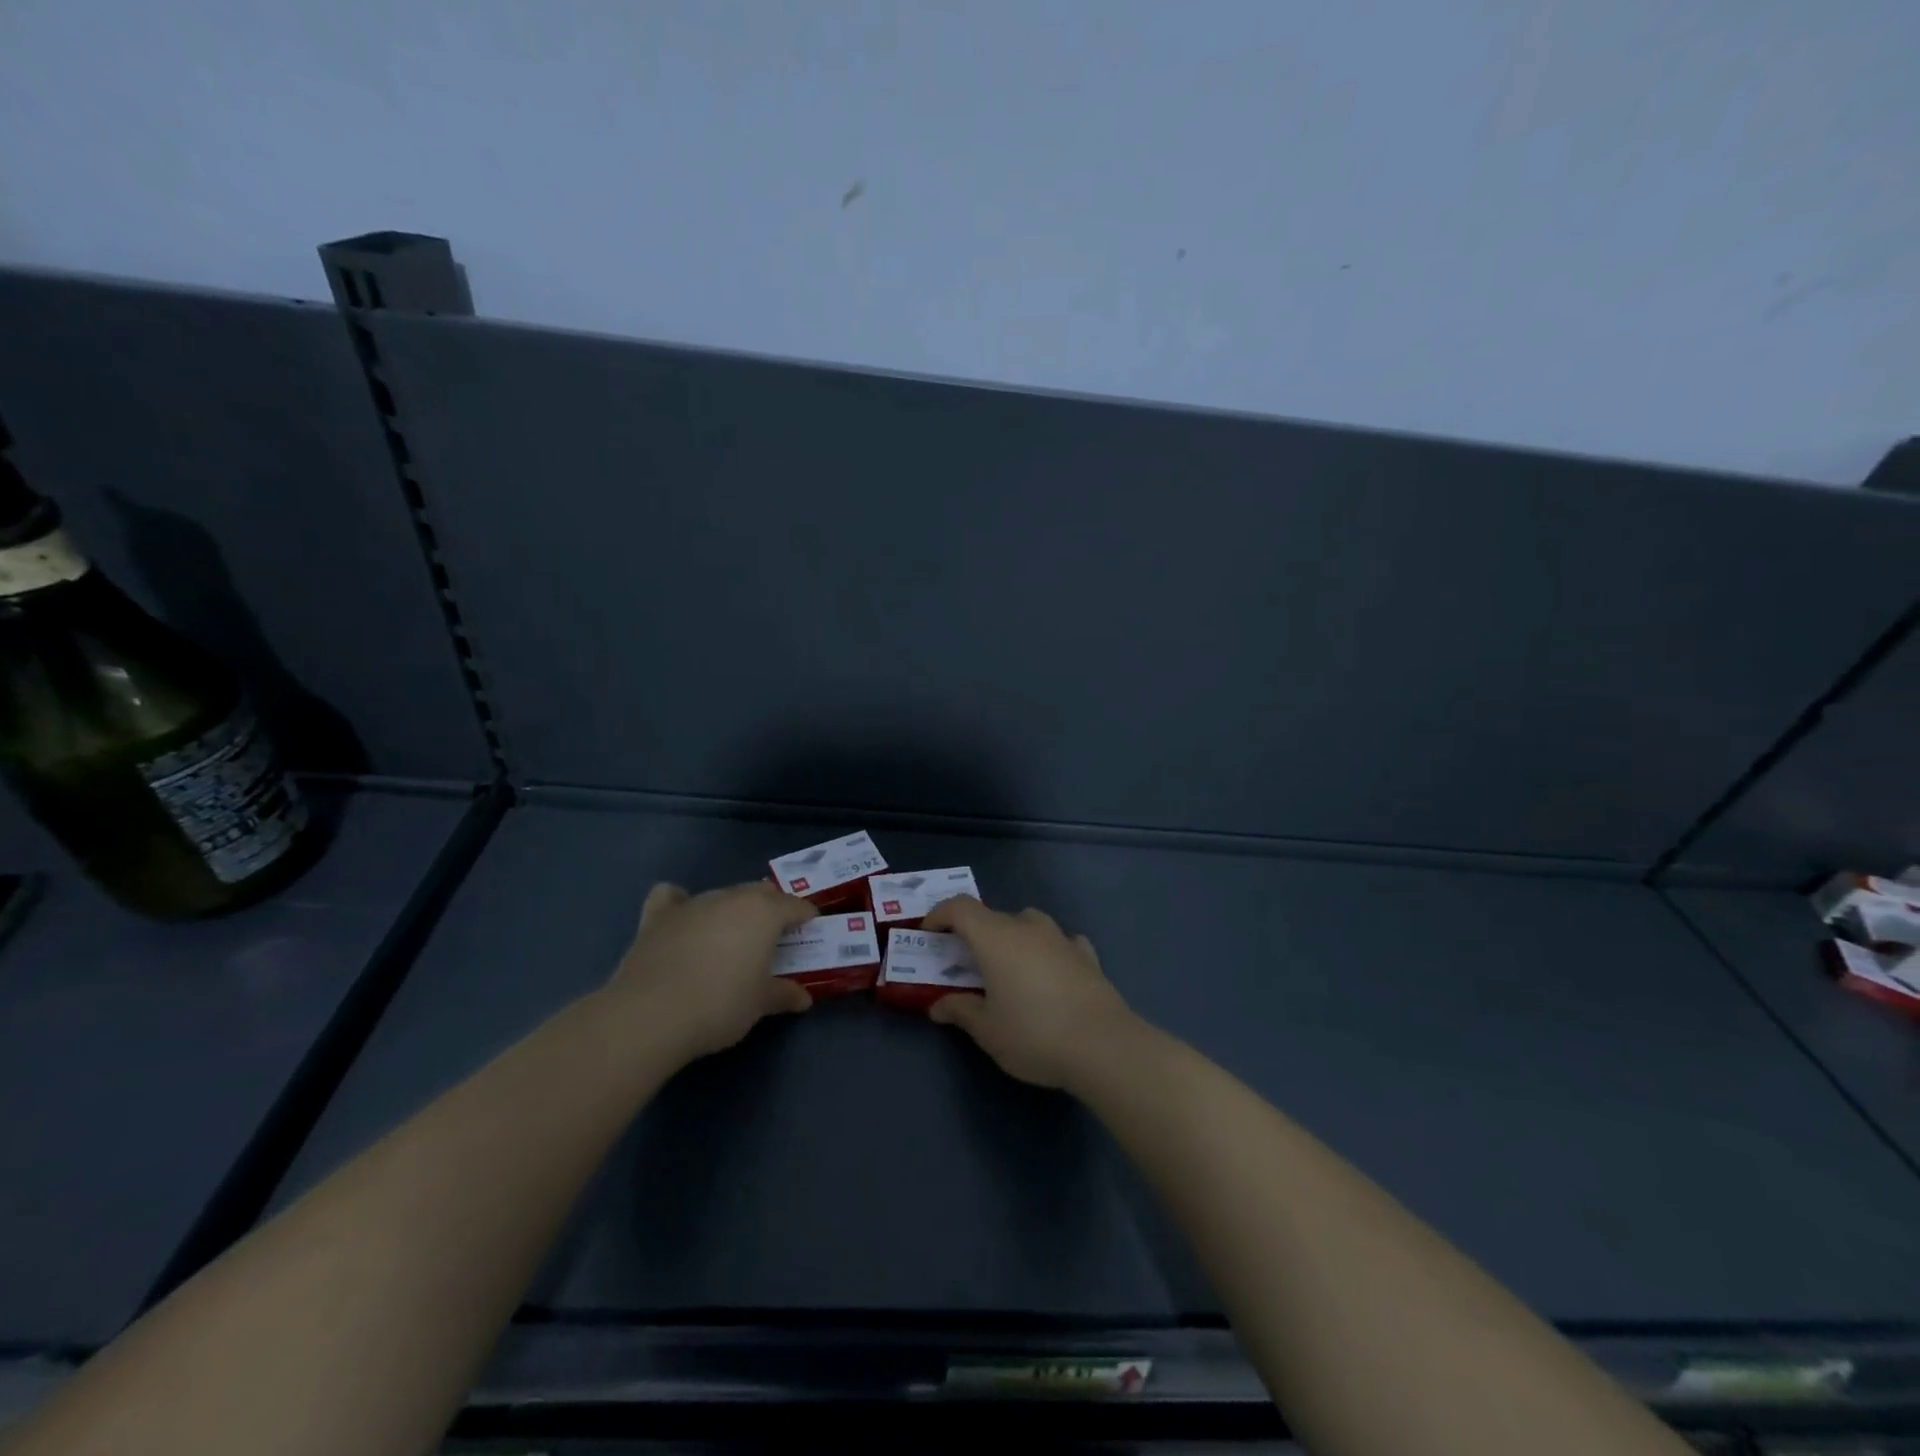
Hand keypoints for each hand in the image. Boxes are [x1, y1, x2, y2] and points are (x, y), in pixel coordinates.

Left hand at [607, 881, 816, 1060]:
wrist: (651, 1014)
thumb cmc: (720, 1005)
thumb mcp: (760, 1004)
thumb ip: (783, 994)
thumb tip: (803, 998)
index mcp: (764, 912)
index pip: (795, 905)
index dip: (806, 916)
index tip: (810, 930)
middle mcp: (731, 897)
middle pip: (760, 893)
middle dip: (771, 909)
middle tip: (774, 937)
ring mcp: (693, 903)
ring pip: (723, 895)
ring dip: (732, 910)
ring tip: (731, 938)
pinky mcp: (658, 916)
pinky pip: (673, 897)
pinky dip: (680, 903)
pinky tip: (682, 919)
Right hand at [919, 897, 1139, 1089]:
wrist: (1103, 1045)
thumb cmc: (1034, 1034)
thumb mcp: (987, 1030)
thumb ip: (960, 1011)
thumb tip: (938, 1006)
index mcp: (996, 938)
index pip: (961, 908)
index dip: (940, 914)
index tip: (928, 933)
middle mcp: (1027, 927)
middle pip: (993, 916)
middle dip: (974, 933)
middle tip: (965, 962)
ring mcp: (1061, 938)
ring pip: (1028, 923)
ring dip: (1013, 937)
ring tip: (1009, 966)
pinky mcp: (1087, 955)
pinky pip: (1060, 941)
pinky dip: (1048, 950)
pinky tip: (1051, 971)